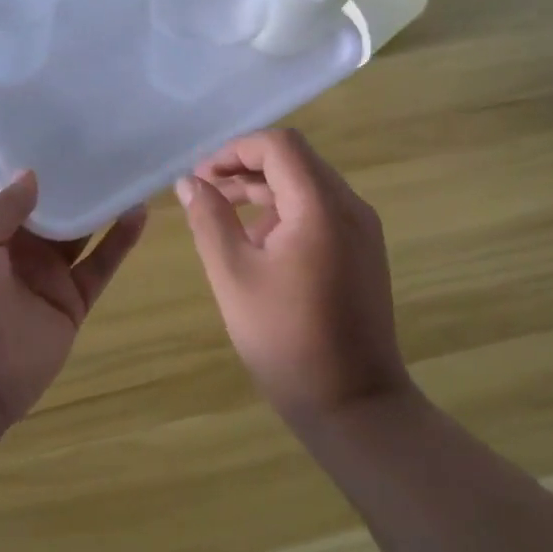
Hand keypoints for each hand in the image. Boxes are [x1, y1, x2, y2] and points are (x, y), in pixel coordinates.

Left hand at [0, 157, 145, 426]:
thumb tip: (33, 174)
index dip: (14, 146)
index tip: (42, 112)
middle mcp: (13, 243)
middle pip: (45, 198)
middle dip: (66, 169)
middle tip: (98, 130)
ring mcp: (45, 271)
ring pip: (79, 227)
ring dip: (98, 200)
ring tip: (126, 163)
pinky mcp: (71, 298)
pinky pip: (101, 262)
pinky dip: (120, 239)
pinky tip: (138, 211)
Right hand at [174, 128, 410, 420]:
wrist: (356, 406)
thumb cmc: (287, 341)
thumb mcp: (234, 276)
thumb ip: (210, 220)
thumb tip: (189, 183)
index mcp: (321, 206)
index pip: (279, 145)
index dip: (235, 150)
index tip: (201, 178)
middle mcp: (350, 206)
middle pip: (295, 161)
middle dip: (246, 168)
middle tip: (204, 193)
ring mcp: (362, 229)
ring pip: (308, 185)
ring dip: (264, 190)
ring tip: (223, 216)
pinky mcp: (363, 251)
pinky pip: (321, 211)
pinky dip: (286, 212)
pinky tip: (258, 244)